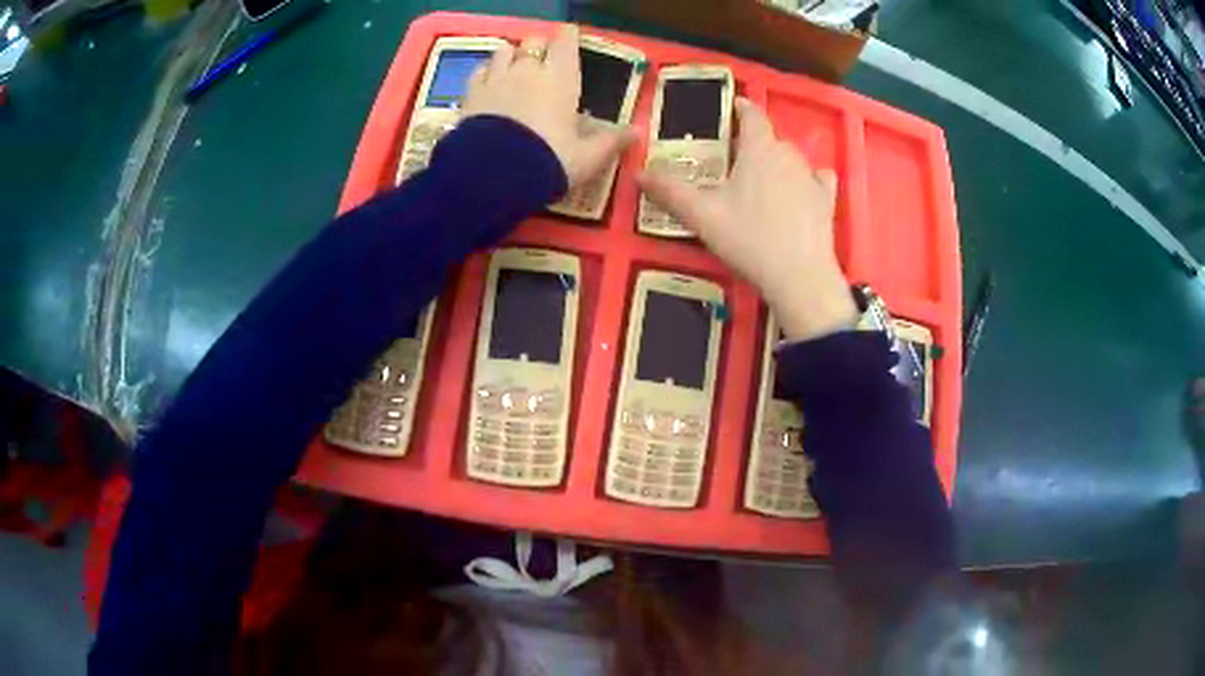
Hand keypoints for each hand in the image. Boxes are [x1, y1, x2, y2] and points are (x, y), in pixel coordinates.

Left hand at [462, 25, 636, 188]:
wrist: (493, 177)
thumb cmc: (548, 162)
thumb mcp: (586, 158)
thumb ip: (610, 141)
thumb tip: (637, 131)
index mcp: (561, 80)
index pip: (566, 44)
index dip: (568, 37)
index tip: (569, 35)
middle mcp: (528, 71)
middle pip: (534, 42)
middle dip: (540, 46)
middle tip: (543, 58)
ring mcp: (497, 79)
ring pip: (504, 50)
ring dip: (511, 54)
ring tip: (514, 65)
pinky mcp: (471, 94)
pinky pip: (479, 70)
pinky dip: (487, 70)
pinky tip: (489, 79)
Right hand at [638, 98, 856, 341]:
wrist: (800, 277)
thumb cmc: (748, 238)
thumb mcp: (702, 216)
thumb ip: (670, 191)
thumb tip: (638, 172)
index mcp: (759, 149)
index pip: (752, 116)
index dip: (741, 108)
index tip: (734, 106)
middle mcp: (788, 154)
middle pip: (770, 138)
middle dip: (753, 142)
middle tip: (734, 160)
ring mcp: (811, 177)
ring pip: (791, 158)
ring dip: (776, 162)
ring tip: (761, 181)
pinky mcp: (827, 201)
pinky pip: (818, 178)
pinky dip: (808, 179)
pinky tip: (802, 191)